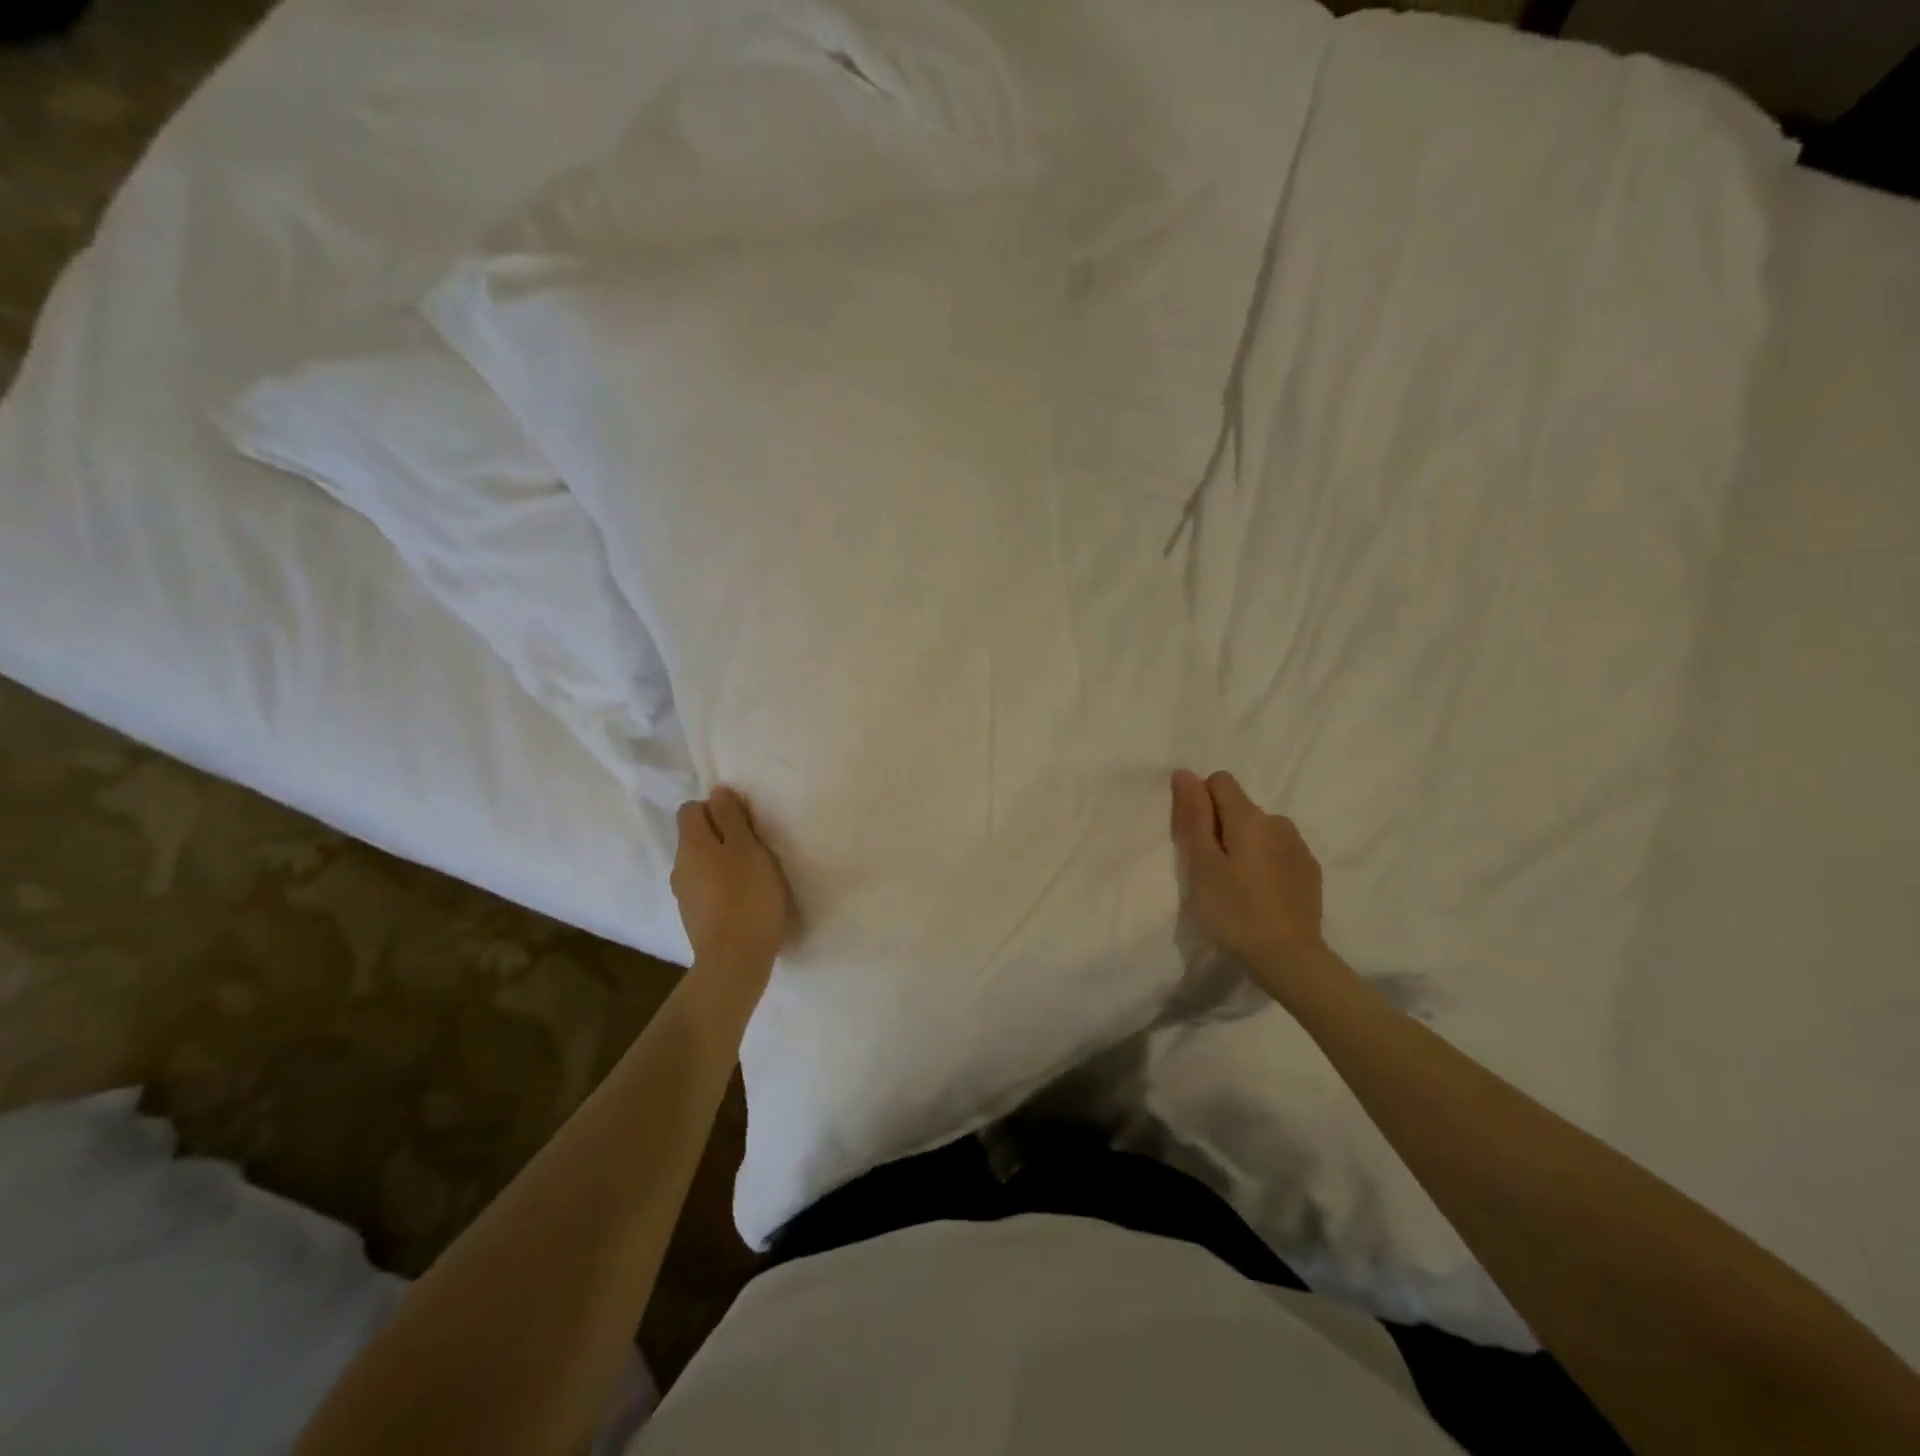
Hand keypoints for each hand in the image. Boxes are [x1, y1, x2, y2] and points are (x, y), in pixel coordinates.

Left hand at [672, 787, 790, 985]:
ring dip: (722, 863)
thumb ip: (732, 818)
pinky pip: (705, 889)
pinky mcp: (694, 918)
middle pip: (696, 837)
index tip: (744, 822)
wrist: (735, 959)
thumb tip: (717, 792)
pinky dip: (722, 888)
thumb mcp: (747, 847)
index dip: (717, 809)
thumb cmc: (747, 896)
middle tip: (755, 849)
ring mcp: (684, 895)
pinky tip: (744, 901)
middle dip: (721, 836)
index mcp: (691, 844)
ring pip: (701, 864)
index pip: (691, 809)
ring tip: (753, 877)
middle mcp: (679, 866)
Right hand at [1170, 769, 1328, 992]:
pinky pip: (1278, 851)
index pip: (1220, 781)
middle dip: (1221, 827)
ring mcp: (1298, 846)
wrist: (1289, 957)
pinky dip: (1265, 862)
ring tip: (1237, 885)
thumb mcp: (1202, 863)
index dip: (1201, 802)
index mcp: (1249, 817)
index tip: (1197, 839)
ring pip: (1260, 831)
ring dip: (1244, 845)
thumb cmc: (1234, 910)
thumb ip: (1194, 815)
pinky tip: (1261, 894)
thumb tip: (1185, 773)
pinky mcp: (1310, 869)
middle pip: (1240, 807)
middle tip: (1212, 870)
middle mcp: (1278, 822)